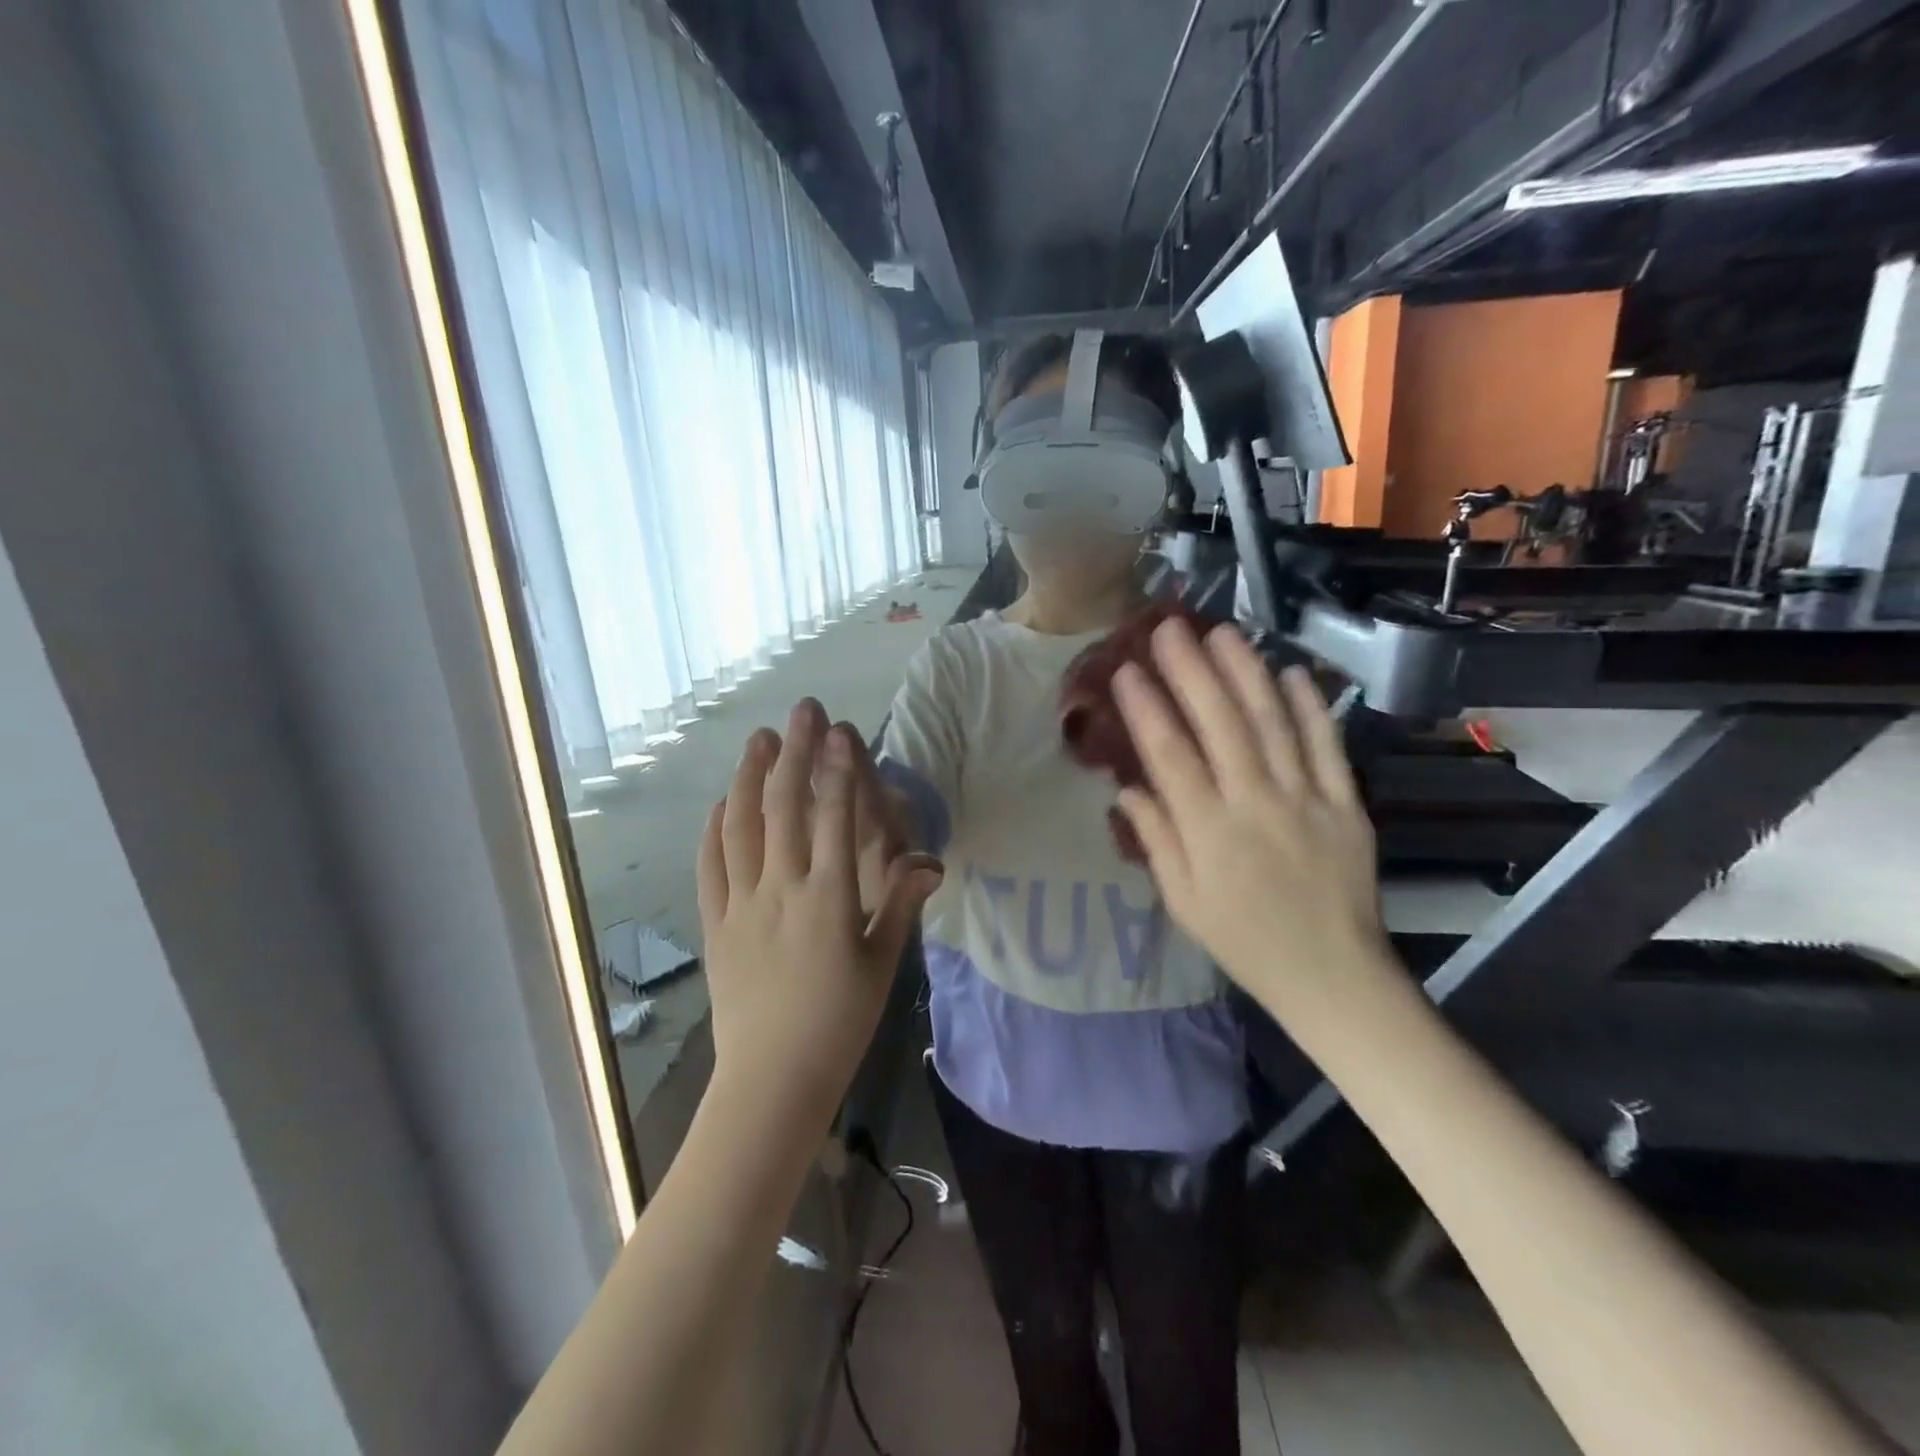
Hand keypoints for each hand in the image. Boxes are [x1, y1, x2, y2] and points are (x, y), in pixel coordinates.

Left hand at [700, 700, 943, 1122]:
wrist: (773, 1078)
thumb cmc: (840, 1022)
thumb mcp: (882, 965)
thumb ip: (901, 906)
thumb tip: (930, 863)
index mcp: (829, 898)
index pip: (835, 817)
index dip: (839, 769)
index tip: (841, 731)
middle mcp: (782, 888)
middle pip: (786, 807)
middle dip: (796, 753)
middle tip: (802, 711)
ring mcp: (741, 903)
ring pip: (741, 826)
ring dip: (749, 777)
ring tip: (760, 740)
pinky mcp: (715, 923)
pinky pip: (710, 865)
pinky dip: (714, 828)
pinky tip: (720, 804)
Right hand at [1111, 620, 1393, 1035]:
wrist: (1332, 974)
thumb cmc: (1243, 940)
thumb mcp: (1182, 901)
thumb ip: (1156, 840)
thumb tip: (1126, 789)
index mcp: (1209, 832)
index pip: (1170, 755)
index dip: (1146, 708)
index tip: (1126, 670)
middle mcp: (1255, 804)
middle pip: (1220, 724)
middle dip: (1191, 671)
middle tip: (1169, 628)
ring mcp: (1306, 798)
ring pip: (1272, 723)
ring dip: (1245, 673)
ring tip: (1222, 633)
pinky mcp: (1345, 802)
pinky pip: (1326, 745)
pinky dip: (1310, 706)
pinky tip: (1291, 671)